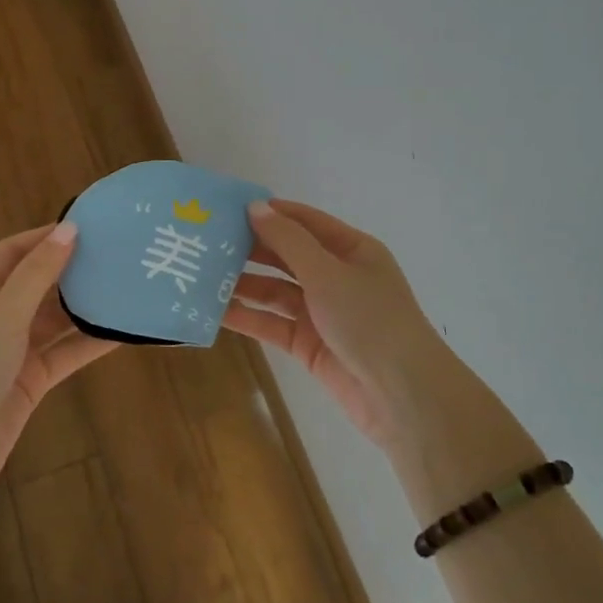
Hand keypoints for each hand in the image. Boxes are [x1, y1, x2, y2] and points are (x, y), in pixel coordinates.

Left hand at [0, 223, 114, 539]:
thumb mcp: (2, 313)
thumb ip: (38, 272)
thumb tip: (69, 229)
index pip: (11, 252)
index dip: (46, 236)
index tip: (89, 226)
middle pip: (35, 283)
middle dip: (71, 269)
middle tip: (116, 254)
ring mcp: (10, 350)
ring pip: (53, 319)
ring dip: (84, 306)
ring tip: (125, 286)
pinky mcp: (29, 379)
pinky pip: (64, 353)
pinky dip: (89, 343)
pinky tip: (122, 332)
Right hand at [225, 200, 447, 448]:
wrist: (400, 394)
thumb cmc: (369, 320)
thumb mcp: (328, 273)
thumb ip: (288, 241)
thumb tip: (255, 207)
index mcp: (353, 250)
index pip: (306, 222)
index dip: (271, 212)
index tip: (229, 207)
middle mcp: (337, 277)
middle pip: (288, 255)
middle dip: (251, 248)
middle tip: (206, 241)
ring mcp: (322, 313)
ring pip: (276, 292)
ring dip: (244, 284)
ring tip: (202, 274)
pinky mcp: (309, 345)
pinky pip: (273, 324)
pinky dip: (248, 317)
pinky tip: (215, 310)